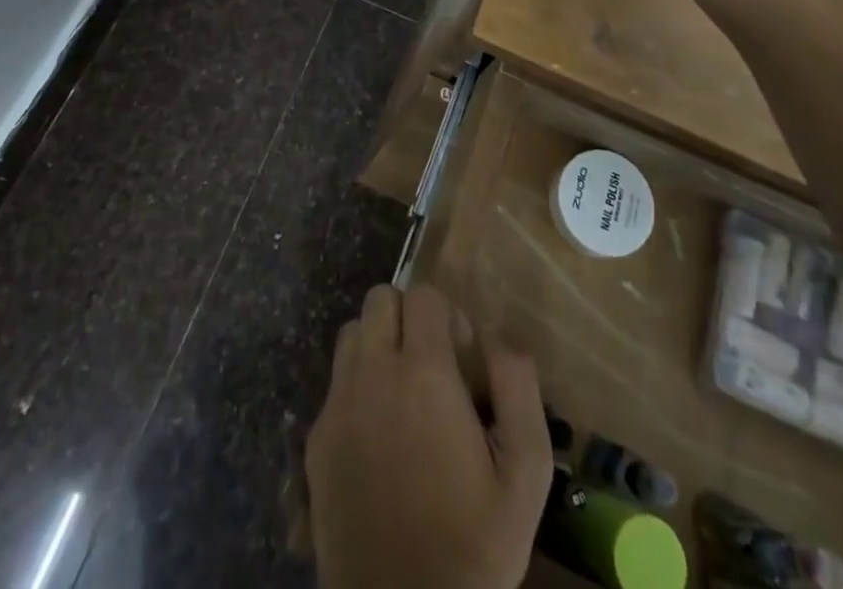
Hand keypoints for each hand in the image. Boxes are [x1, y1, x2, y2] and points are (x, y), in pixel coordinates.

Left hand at [306, 284, 552, 588]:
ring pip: (351, 333)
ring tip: (402, 388)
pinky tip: (378, 432)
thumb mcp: (526, 474)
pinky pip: (334, 382)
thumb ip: (518, 387)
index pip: (424, 294)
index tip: (462, 353)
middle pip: (380, 299)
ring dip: (377, 343)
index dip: (447, 313)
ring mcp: (338, 404)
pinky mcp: (316, 439)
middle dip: (408, 316)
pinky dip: (356, 386)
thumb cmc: (474, 546)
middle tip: (431, 361)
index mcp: (423, 374)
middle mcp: (373, 374)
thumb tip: (501, 333)